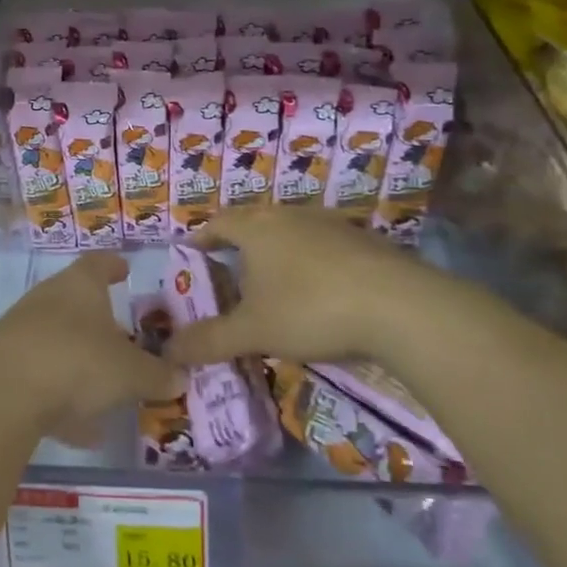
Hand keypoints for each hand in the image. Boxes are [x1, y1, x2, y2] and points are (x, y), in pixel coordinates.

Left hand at [0, 253, 180, 438]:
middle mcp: (48, 298)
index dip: (114, 265)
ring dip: (81, 363)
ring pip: (59, 342)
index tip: (125, 269)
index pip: (100, 263)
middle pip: (77, 301)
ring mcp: (21, 330)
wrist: (0, 393)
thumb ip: (157, 375)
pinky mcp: (3, 365)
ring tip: (108, 392)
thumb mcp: (130, 373)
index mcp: (80, 285)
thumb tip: (181, 376)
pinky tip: (81, 431)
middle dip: (101, 321)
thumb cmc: (76, 362)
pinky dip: (62, 398)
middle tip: (125, 338)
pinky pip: (42, 377)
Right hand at [166, 209, 476, 366]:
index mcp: (257, 227)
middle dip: (239, 245)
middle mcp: (290, 215)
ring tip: (272, 284)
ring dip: (277, 253)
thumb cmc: (310, 309)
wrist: (399, 306)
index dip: (202, 237)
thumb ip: (209, 340)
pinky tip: (319, 292)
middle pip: (255, 222)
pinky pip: (324, 246)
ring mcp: (331, 224)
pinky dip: (311, 263)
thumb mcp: (253, 331)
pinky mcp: (364, 241)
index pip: (218, 223)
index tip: (191, 253)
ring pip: (291, 232)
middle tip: (229, 272)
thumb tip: (168, 351)